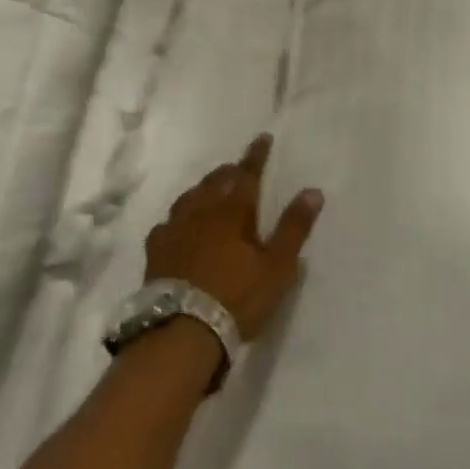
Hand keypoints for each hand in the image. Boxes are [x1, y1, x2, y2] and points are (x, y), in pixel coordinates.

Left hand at [144, 134, 324, 339]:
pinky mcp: (156, 250)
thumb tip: (313, 190)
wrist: (183, 329)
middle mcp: (202, 211)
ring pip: (190, 197)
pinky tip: (176, 225)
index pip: (247, 174)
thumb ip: (294, 227)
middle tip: (238, 169)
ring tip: (210, 190)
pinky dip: (177, 217)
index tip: (263, 138)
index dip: (256, 155)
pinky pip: (167, 223)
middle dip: (229, 171)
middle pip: (216, 181)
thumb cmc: (237, 297)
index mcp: (233, 211)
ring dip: (203, 189)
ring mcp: (175, 229)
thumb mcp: (277, 266)